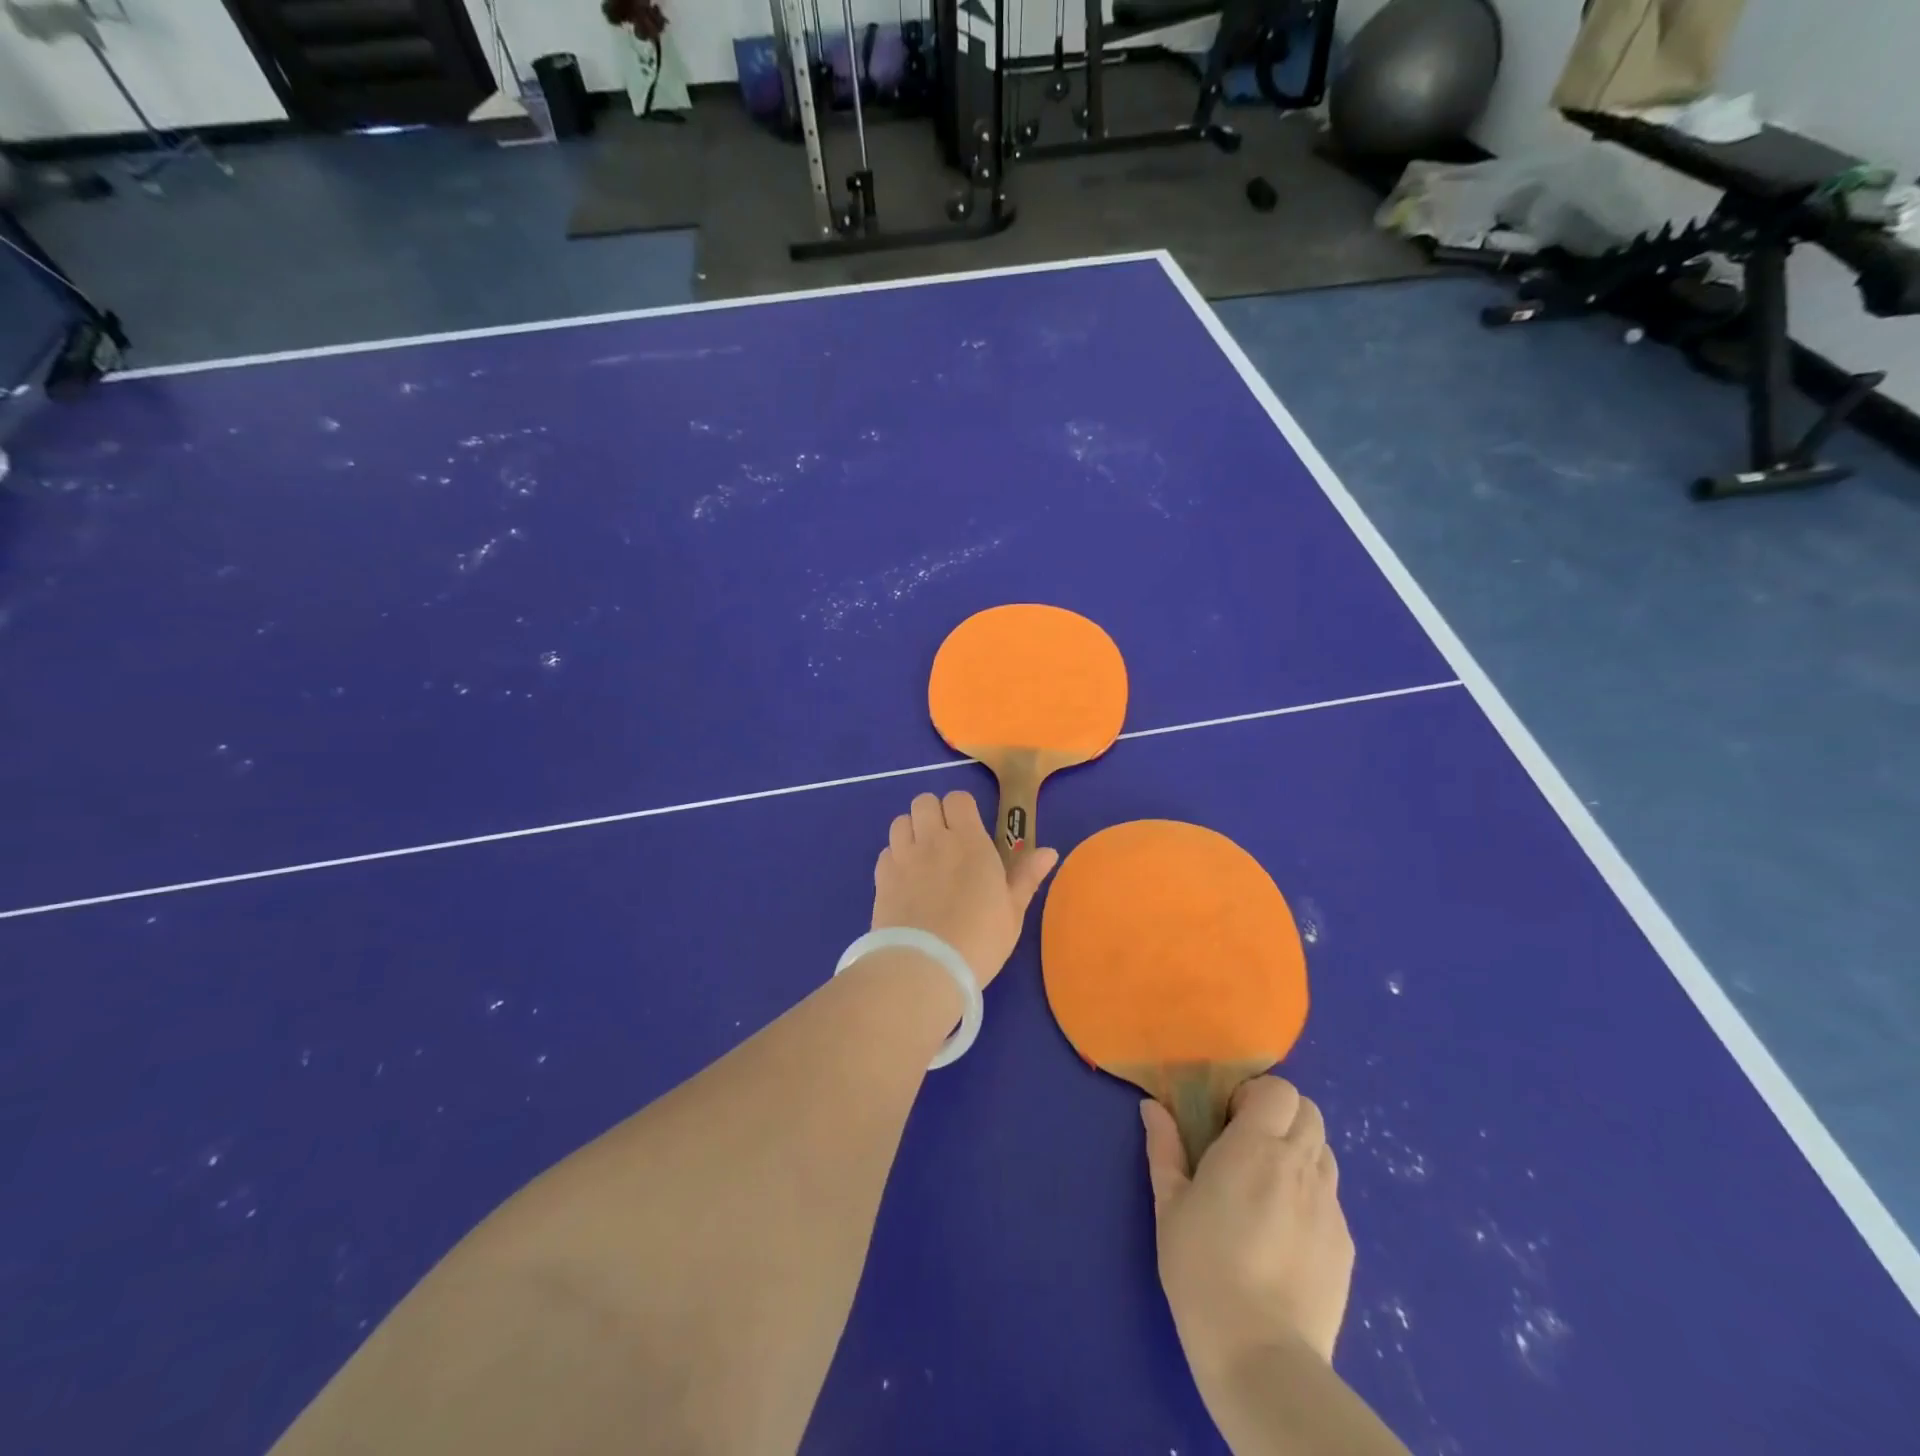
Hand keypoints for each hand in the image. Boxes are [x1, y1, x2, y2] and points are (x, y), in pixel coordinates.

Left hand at [872, 791, 1058, 990]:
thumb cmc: (979, 939)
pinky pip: (886, 851)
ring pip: (900, 821)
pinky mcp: (881, 878)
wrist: (924, 967)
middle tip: (944, 842)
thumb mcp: (1012, 911)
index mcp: (969, 842)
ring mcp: (903, 857)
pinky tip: (905, 880)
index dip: (962, 810)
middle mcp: (933, 840)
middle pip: (924, 801)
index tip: (969, 830)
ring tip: (921, 857)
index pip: (958, 799)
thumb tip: (1049, 851)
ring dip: (911, 831)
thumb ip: (1026, 876)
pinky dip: (894, 858)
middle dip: (933, 814)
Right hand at [1144, 1077, 1353, 1367]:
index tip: (1230, 1118)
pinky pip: (1331, 1197)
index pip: (1280, 1090)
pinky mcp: (1345, 1244)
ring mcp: (1329, 1206)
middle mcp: (1299, 1166)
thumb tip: (1152, 1107)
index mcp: (1256, 1147)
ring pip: (1324, 1152)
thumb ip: (1164, 1148)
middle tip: (1249, 1144)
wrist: (1261, 1355)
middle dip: (1282, 1115)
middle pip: (1310, 1112)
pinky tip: (1285, 1231)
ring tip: (1268, 1185)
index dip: (1257, 1095)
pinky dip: (1310, 1194)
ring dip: (1299, 1151)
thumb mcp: (1169, 1204)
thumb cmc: (1201, 1268)